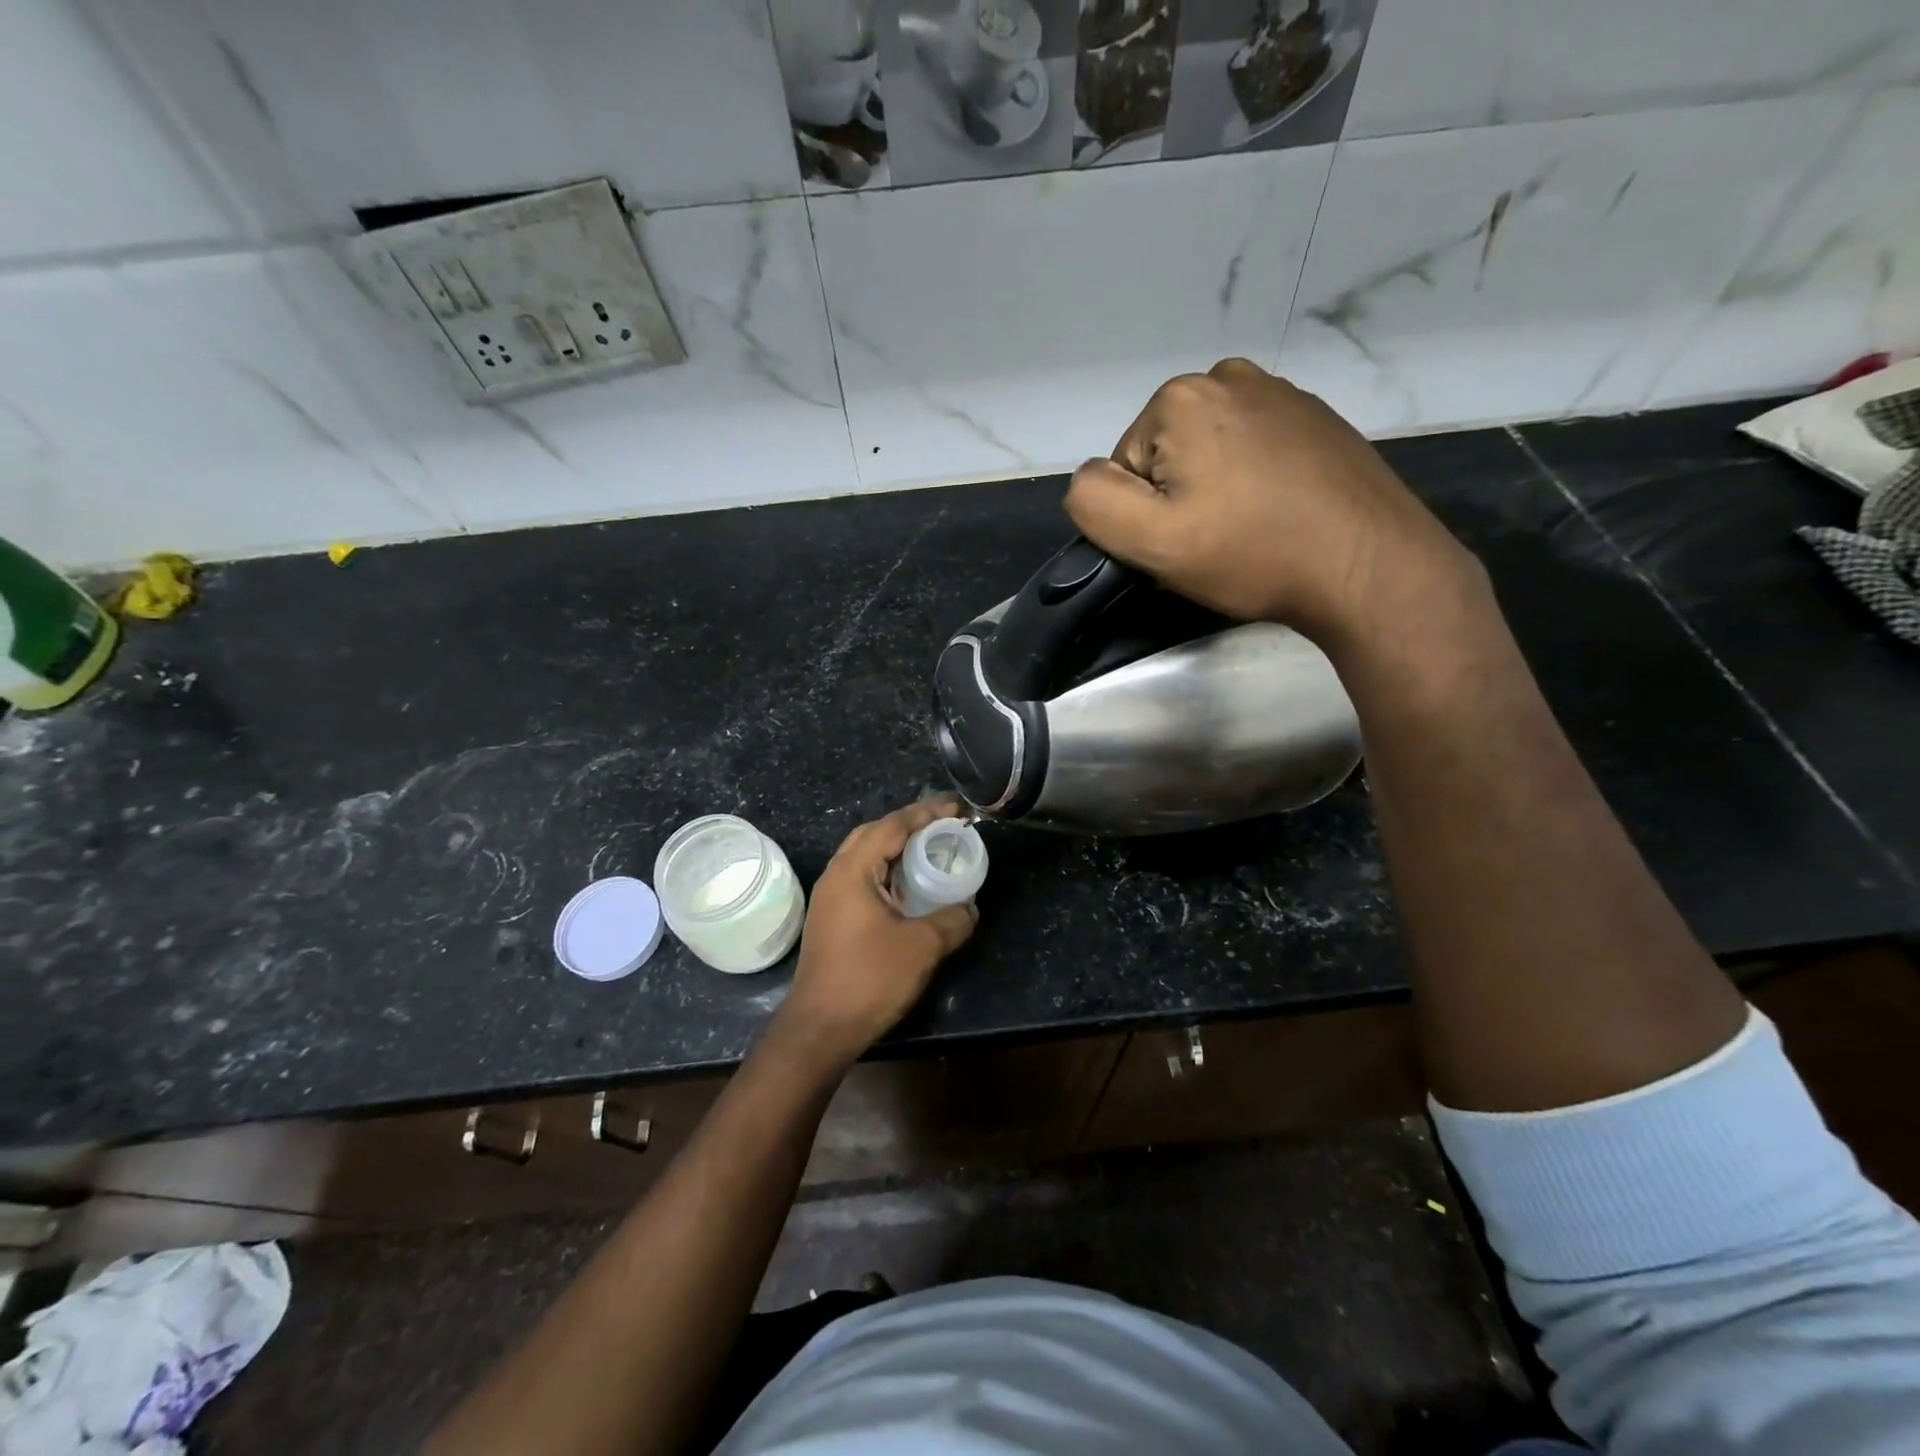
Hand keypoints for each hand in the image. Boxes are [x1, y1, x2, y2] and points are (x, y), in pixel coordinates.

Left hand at [773, 798, 978, 1066]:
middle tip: (945, 824)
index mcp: (852, 871)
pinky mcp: (831, 918)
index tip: (957, 807)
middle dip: (910, 823)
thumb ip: (952, 920)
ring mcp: (830, 898)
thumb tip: (970, 908)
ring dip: (896, 847)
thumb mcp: (922, 947)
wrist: (820, 1029)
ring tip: (931, 848)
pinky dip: (887, 870)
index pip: (892, 826)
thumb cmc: (869, 979)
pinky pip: (862, 877)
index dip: (926, 813)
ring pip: (865, 855)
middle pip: (874, 833)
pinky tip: (909, 885)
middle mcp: (836, 876)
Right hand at [1065, 359, 1476, 645]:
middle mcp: (1228, 375)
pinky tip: (1279, 513)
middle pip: (1165, 454)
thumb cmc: (1253, 554)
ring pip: (1208, 453)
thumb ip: (1094, 502)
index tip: (1184, 543)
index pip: (1123, 468)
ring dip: (1215, 490)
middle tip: (1215, 542)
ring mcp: (1279, 392)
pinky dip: (1254, 481)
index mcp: (1180, 398)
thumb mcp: (1150, 541)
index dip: (1144, 515)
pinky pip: (1254, 450)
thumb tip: (1091, 478)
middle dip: (1178, 498)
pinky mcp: (1315, 417)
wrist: (1370, 566)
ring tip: (1249, 530)